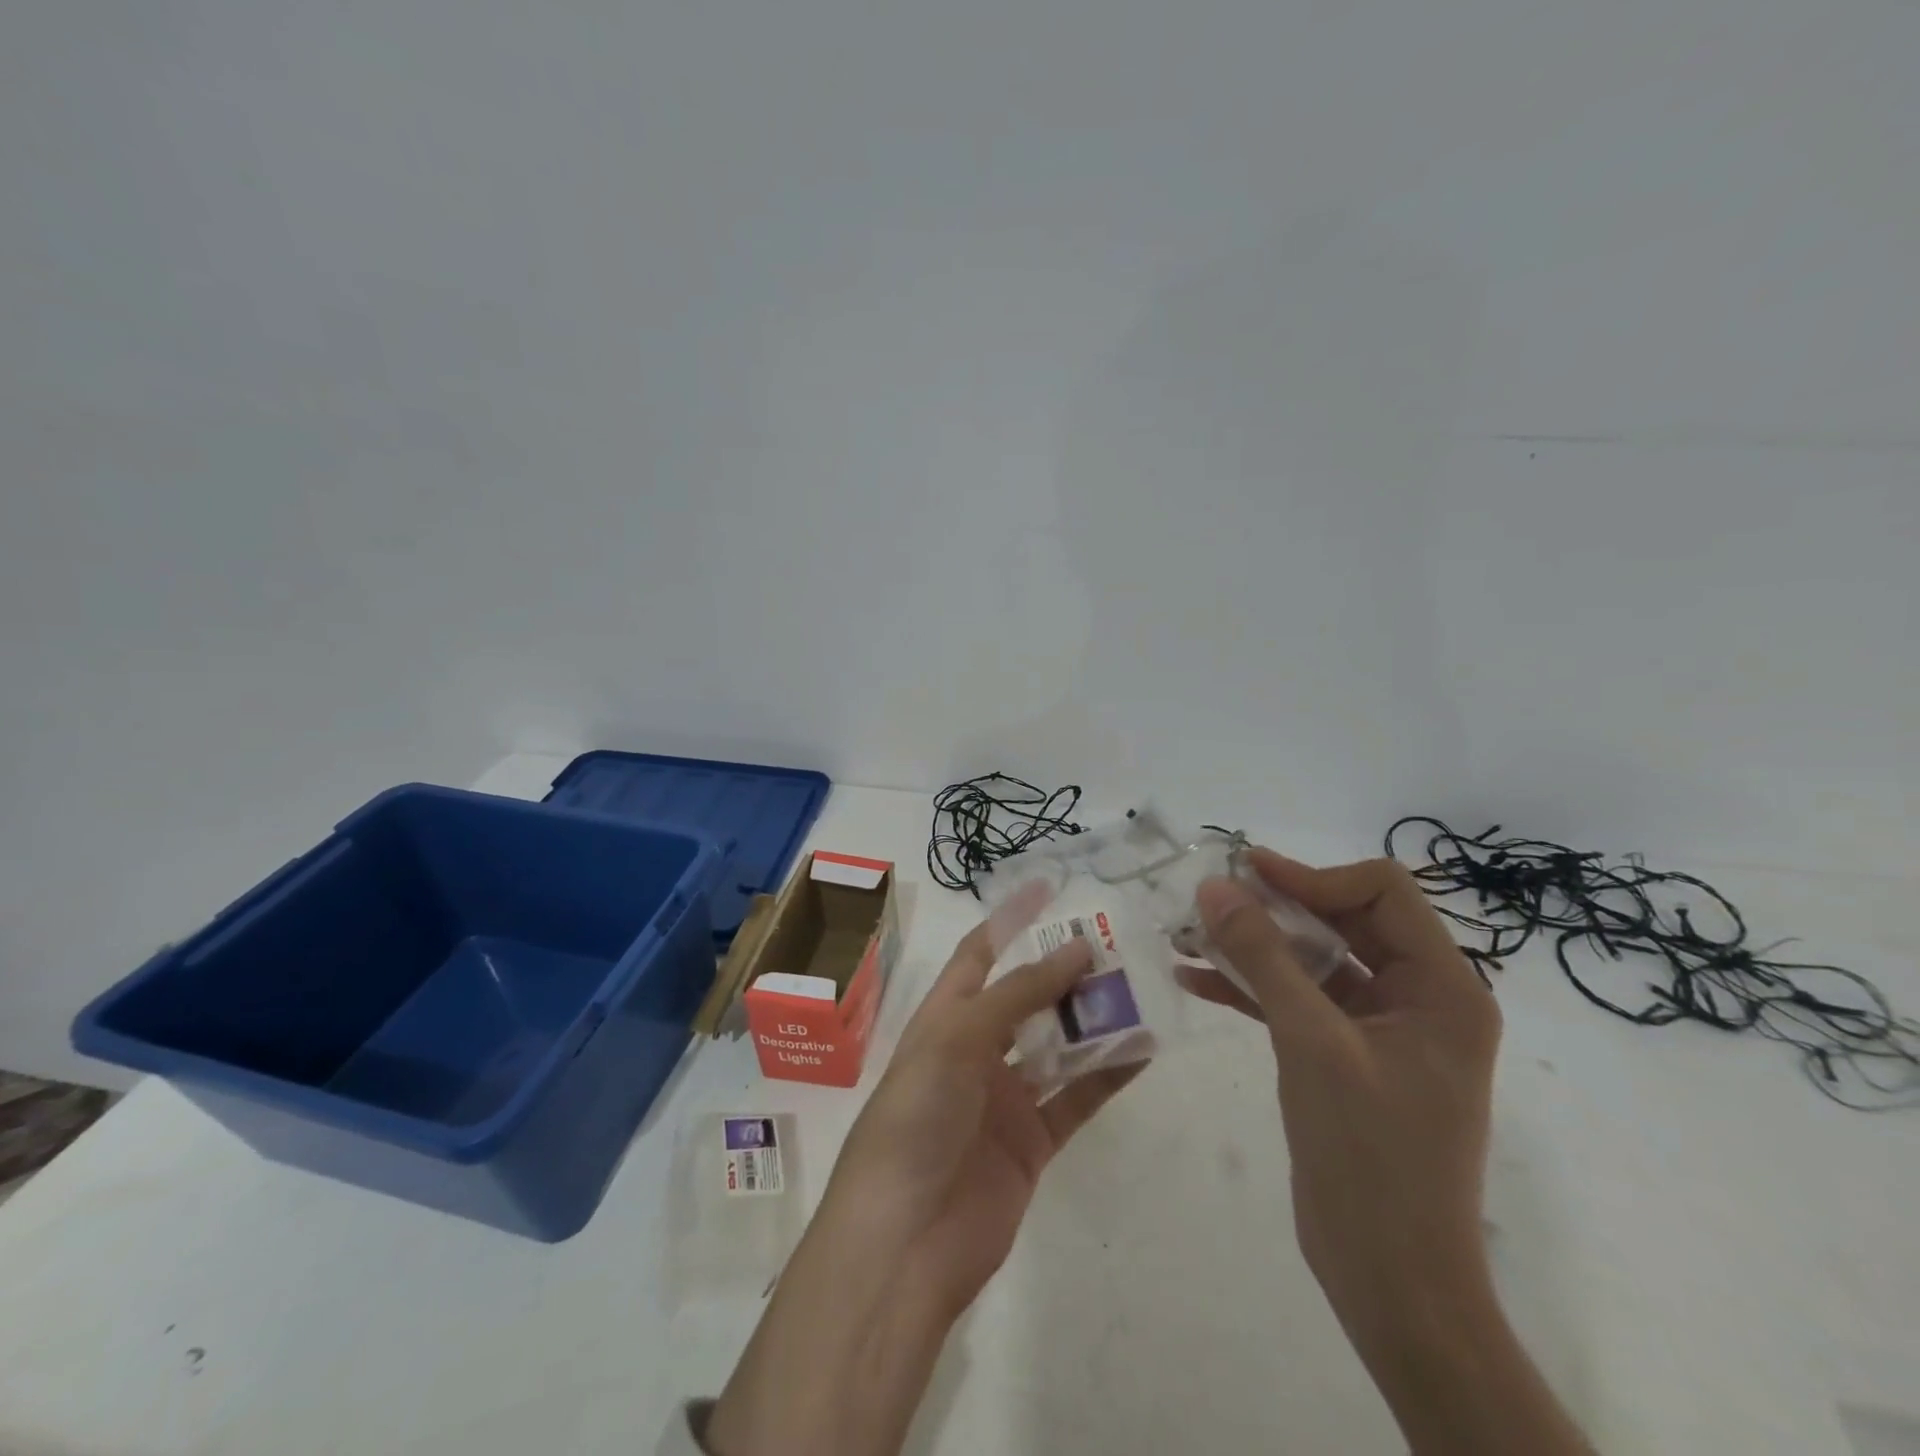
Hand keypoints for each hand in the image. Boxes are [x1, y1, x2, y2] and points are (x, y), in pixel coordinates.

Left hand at [826, 923, 1144, 1316]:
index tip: (1051, 887)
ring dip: (1093, 1021)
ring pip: (1057, 1045)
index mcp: (945, 1018)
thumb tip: (1076, 949)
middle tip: (1115, 945)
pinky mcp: (1033, 1142)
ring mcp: (1005, 1097)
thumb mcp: (957, 1040)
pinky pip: (1076, 1098)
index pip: (981, 953)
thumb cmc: (916, 1118)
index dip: (1012, 919)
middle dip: (1065, 971)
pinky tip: (1143, 1051)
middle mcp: (975, 1050)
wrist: (904, 1242)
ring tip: (1139, 991)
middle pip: (1027, 997)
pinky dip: (1107, 1075)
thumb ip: (1018, 994)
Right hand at [1183, 852, 1589, 1455]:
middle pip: (1344, 920)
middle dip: (1275, 906)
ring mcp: (1381, 1028)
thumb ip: (1263, 957)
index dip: (1313, 876)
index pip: (1381, 892)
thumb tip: (1216, 887)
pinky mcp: (1346, 1056)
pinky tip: (1196, 979)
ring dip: (1255, 946)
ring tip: (1189, 934)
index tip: (1247, 875)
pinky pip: (1299, 1000)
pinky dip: (1252, 987)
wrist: (1391, 1280)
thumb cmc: (1370, 1157)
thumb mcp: (1311, 1042)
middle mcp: (1419, 997)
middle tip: (1211, 898)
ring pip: (1314, 959)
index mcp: (1443, 987)